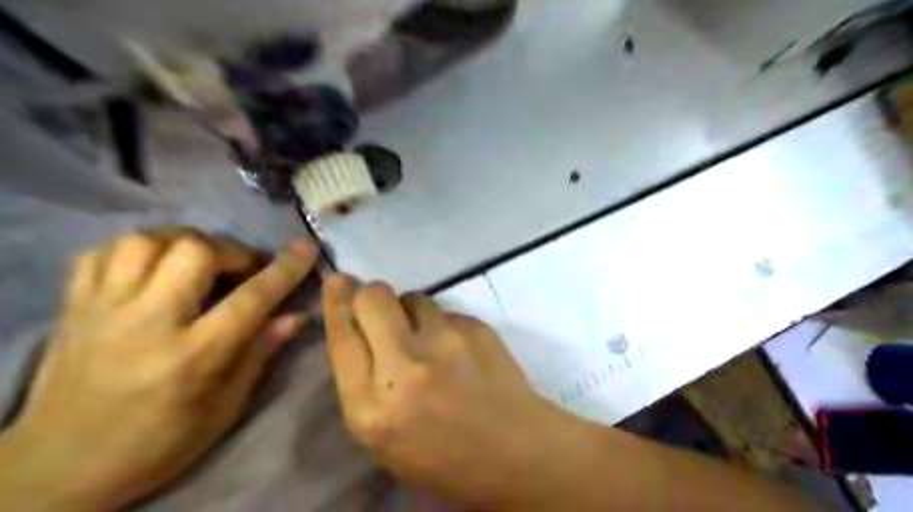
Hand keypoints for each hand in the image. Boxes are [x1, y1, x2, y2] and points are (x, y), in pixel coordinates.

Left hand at [0, 229, 318, 511]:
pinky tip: (157, 265)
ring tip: (201, 262)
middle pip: (195, 251)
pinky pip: (104, 250)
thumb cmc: (160, 442)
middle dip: (231, 251)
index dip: (285, 268)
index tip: (306, 247)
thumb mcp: (225, 406)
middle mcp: (146, 323)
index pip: (251, 298)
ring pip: (147, 240)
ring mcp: (102, 309)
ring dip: (187, 242)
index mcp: (192, 356)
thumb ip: (261, 352)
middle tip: (242, 269)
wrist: (59, 467)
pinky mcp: (72, 305)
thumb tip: (298, 315)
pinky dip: (140, 247)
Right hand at [325, 276, 588, 507]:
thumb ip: (363, 383)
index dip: (336, 303)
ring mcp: (445, 342)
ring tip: (426, 337)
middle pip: (373, 298)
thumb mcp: (383, 437)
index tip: (336, 282)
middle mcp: (405, 366)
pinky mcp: (476, 328)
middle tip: (379, 307)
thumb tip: (358, 331)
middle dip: (370, 294)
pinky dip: (443, 325)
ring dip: (410, 311)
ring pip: (413, 297)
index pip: (342, 336)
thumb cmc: (442, 456)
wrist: (515, 451)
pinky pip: (446, 312)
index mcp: (372, 406)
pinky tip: (458, 350)